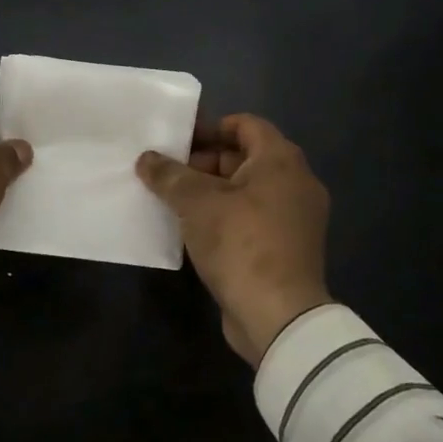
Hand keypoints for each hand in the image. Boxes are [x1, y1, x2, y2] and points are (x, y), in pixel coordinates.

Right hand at [136, 114, 330, 364]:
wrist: (279, 317)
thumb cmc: (240, 243)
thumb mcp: (196, 203)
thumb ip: (169, 175)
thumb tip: (146, 158)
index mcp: (281, 160)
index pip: (245, 124)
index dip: (209, 127)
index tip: (177, 140)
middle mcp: (296, 182)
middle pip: (245, 157)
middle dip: (204, 161)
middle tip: (168, 172)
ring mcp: (295, 218)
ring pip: (247, 190)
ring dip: (211, 191)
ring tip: (173, 199)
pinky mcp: (288, 248)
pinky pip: (253, 217)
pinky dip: (226, 215)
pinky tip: (193, 228)